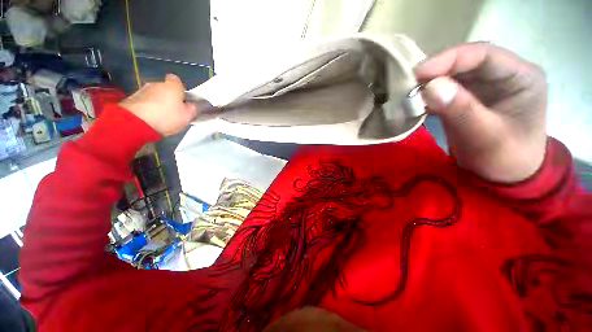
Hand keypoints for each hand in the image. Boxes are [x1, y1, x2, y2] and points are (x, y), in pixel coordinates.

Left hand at [119, 74, 197, 136]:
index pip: (177, 80)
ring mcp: (142, 90)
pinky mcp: (131, 99)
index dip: (180, 89)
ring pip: (154, 95)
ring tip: (162, 117)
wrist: (136, 123)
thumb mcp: (189, 115)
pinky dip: (148, 108)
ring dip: (158, 103)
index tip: (183, 100)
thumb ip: (194, 108)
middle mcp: (156, 83)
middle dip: (169, 97)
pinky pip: (144, 102)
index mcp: (172, 86)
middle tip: (174, 111)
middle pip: (165, 88)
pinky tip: (151, 119)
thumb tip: (196, 105)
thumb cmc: (167, 116)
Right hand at [415, 42, 546, 182]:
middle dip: (436, 72)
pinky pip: (445, 89)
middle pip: (465, 61)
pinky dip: (428, 95)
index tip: (418, 73)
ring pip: (452, 74)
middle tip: (409, 85)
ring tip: (408, 94)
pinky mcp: (468, 97)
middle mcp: (503, 74)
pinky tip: (415, 102)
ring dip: (429, 83)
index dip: (449, 59)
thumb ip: (461, 110)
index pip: (484, 54)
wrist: (503, 176)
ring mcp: (484, 85)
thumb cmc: (505, 159)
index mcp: (521, 76)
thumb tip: (430, 87)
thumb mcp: (486, 137)